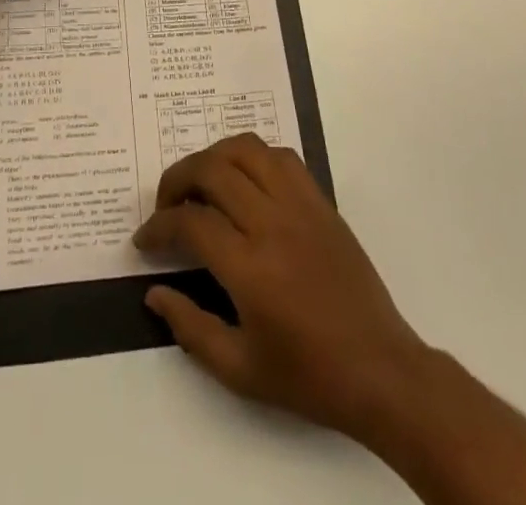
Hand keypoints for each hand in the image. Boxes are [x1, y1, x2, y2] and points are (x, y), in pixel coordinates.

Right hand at [134, 133, 434, 443]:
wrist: (380, 371)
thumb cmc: (308, 376)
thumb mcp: (240, 370)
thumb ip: (190, 327)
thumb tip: (153, 292)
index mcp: (250, 268)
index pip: (190, 223)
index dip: (158, 226)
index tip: (145, 240)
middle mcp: (273, 224)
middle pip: (212, 170)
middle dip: (177, 180)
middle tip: (166, 205)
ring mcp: (300, 206)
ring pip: (246, 149)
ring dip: (213, 157)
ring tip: (201, 183)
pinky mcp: (321, 201)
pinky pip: (281, 157)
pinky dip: (253, 157)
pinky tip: (244, 181)